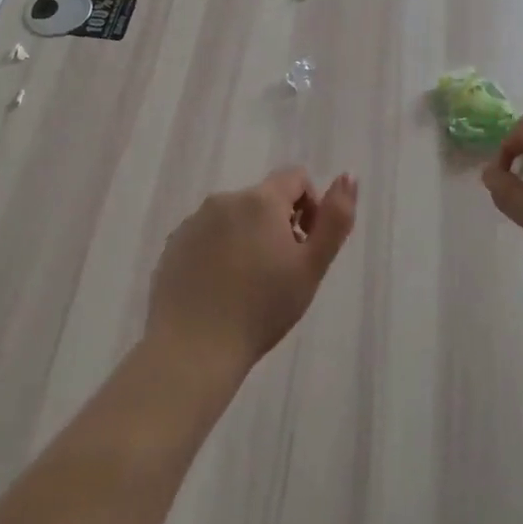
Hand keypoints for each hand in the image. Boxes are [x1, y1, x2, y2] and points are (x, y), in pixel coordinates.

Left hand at [146, 168, 358, 382]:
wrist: (193, 349)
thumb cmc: (262, 308)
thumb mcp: (312, 266)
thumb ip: (335, 218)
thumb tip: (349, 174)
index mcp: (260, 200)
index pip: (296, 178)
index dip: (311, 207)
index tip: (305, 246)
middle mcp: (224, 200)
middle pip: (264, 199)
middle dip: (279, 226)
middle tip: (281, 273)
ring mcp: (193, 222)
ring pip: (235, 219)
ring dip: (249, 238)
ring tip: (248, 286)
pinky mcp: (173, 245)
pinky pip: (207, 237)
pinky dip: (219, 252)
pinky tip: (220, 290)